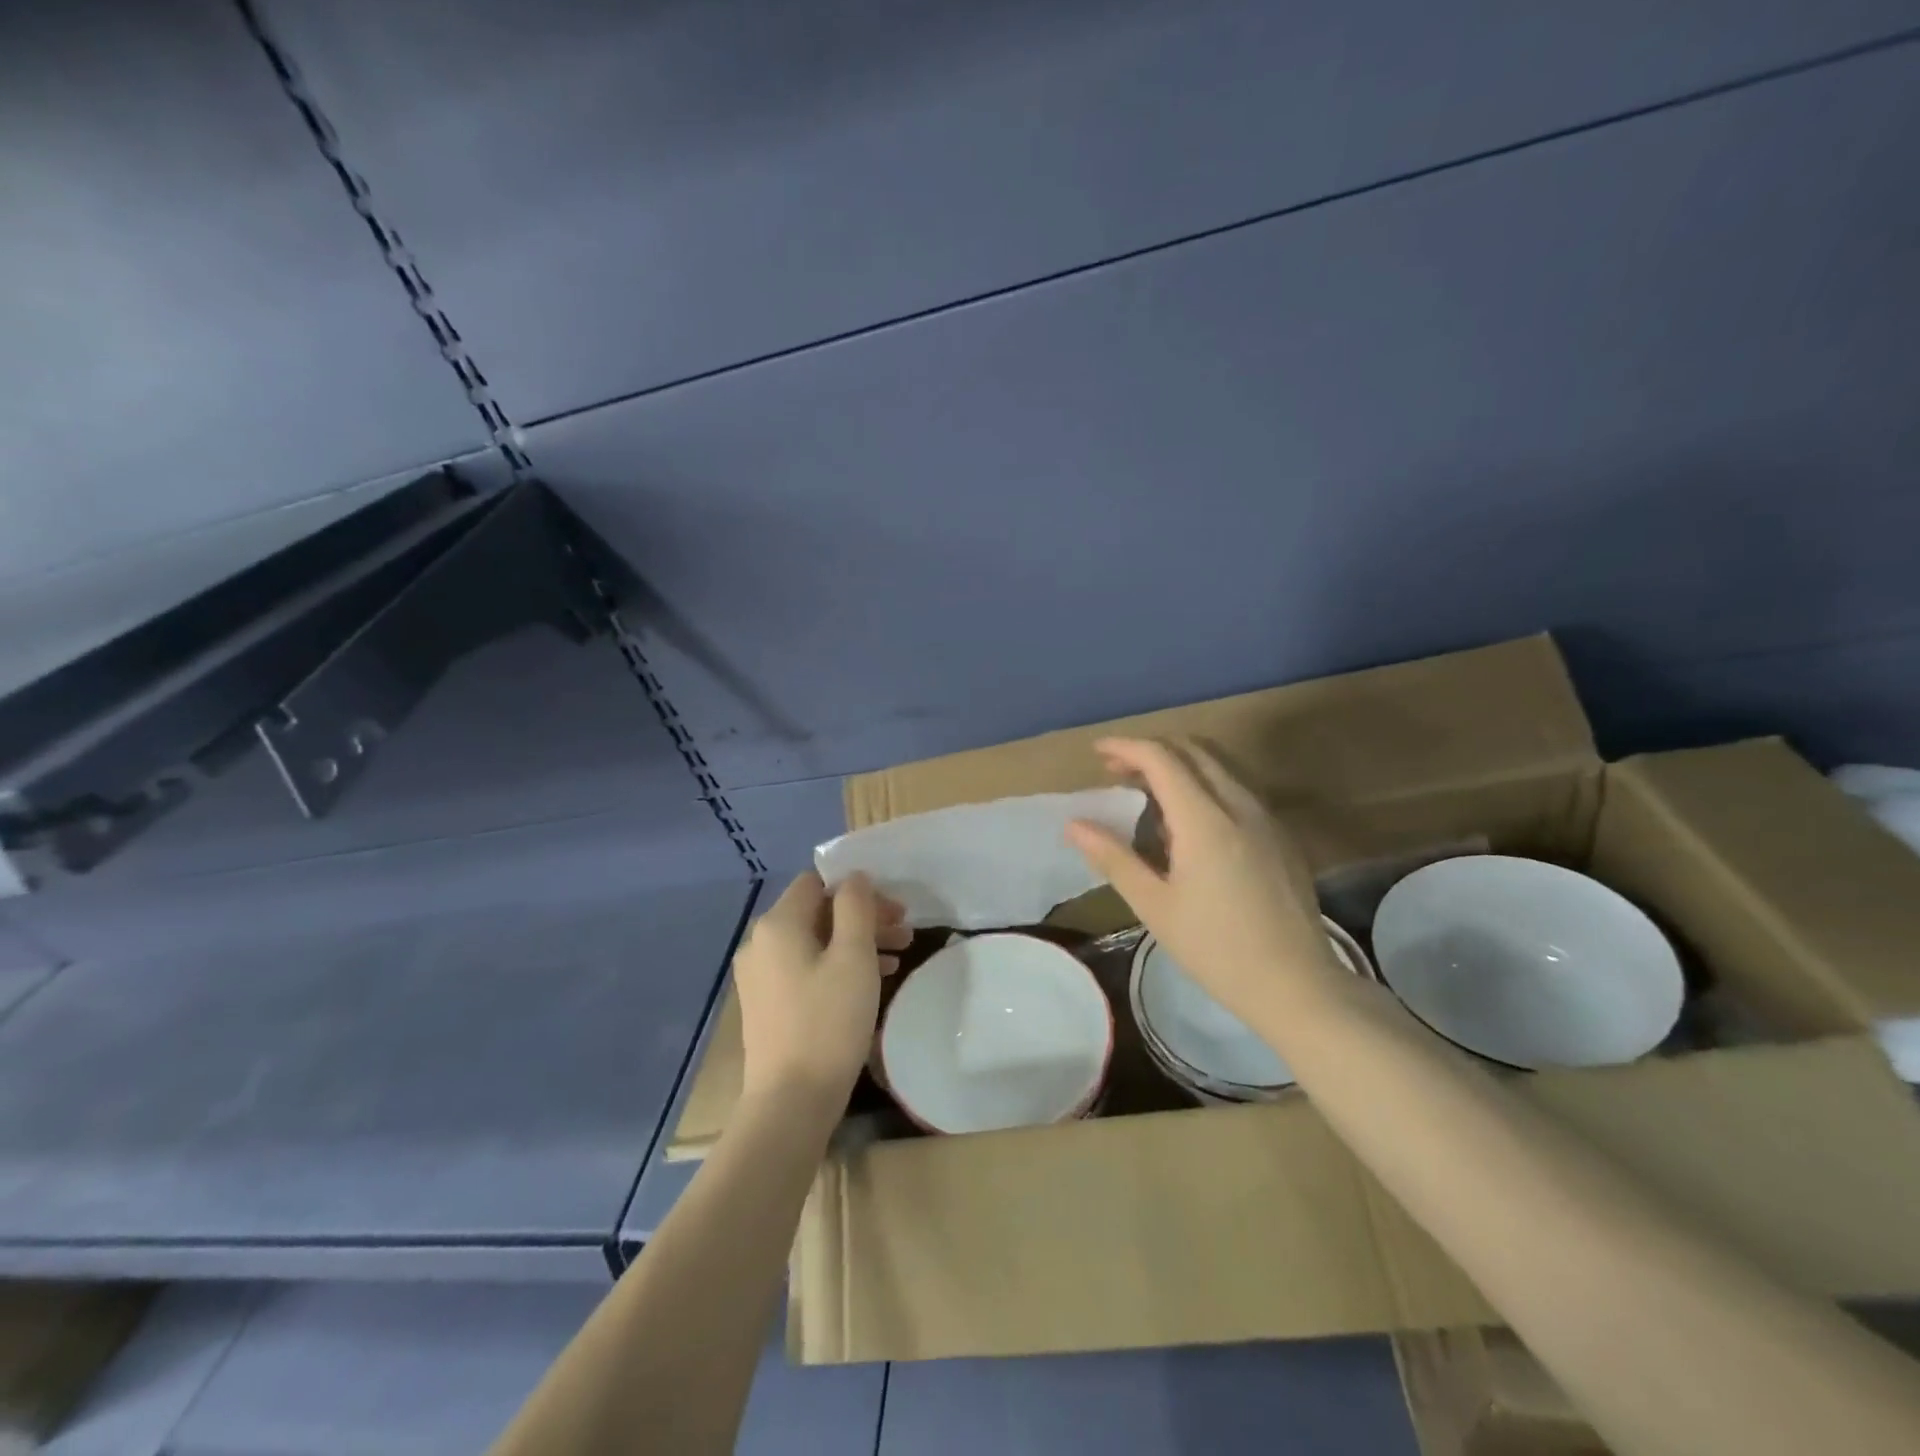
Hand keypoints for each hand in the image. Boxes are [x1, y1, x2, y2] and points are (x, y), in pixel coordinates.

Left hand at [734, 872, 909, 1105]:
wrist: (790, 1102)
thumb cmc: (828, 1022)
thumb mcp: (853, 956)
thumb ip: (856, 907)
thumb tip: (855, 878)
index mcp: (777, 924)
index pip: (818, 882)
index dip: (858, 889)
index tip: (894, 910)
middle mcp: (761, 943)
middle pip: (818, 912)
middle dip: (863, 917)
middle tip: (906, 932)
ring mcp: (760, 976)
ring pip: (815, 941)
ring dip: (856, 942)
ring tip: (898, 957)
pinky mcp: (767, 1004)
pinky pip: (806, 967)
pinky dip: (837, 965)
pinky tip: (871, 981)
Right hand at [1066, 737, 1338, 1027]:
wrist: (1296, 985)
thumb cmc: (1215, 948)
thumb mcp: (1154, 905)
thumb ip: (1113, 857)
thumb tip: (1074, 825)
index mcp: (1205, 820)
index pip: (1162, 758)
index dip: (1126, 747)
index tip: (1097, 752)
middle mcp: (1239, 805)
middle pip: (1193, 750)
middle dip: (1152, 750)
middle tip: (1118, 771)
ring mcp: (1267, 817)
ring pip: (1220, 765)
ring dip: (1180, 764)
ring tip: (1148, 793)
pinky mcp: (1281, 835)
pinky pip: (1237, 788)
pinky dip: (1204, 784)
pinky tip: (1190, 823)